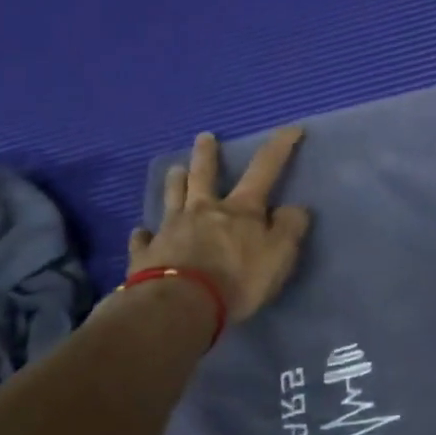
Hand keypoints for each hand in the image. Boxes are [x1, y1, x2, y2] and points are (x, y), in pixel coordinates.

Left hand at [128, 128, 312, 323]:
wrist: (181, 305)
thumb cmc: (237, 279)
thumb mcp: (279, 255)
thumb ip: (290, 229)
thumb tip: (294, 208)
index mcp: (240, 209)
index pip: (265, 169)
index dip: (279, 147)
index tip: (291, 128)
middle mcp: (204, 211)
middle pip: (204, 176)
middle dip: (207, 154)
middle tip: (204, 137)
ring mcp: (171, 230)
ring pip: (172, 198)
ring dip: (175, 183)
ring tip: (174, 170)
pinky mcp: (146, 255)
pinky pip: (143, 240)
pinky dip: (144, 235)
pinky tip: (140, 232)